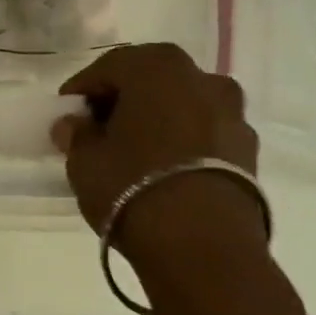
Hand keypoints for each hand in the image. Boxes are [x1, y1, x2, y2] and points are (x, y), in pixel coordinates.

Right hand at [50, 43, 261, 252]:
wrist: (203, 247)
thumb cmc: (132, 186)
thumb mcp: (84, 160)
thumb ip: (77, 135)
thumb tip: (74, 125)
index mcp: (158, 67)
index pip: (109, 67)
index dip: (83, 90)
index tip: (66, 114)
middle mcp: (202, 79)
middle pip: (151, 81)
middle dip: (124, 101)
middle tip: (98, 129)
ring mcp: (232, 115)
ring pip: (182, 107)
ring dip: (157, 121)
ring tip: (133, 153)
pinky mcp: (249, 152)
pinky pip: (204, 135)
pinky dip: (182, 144)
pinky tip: (162, 170)